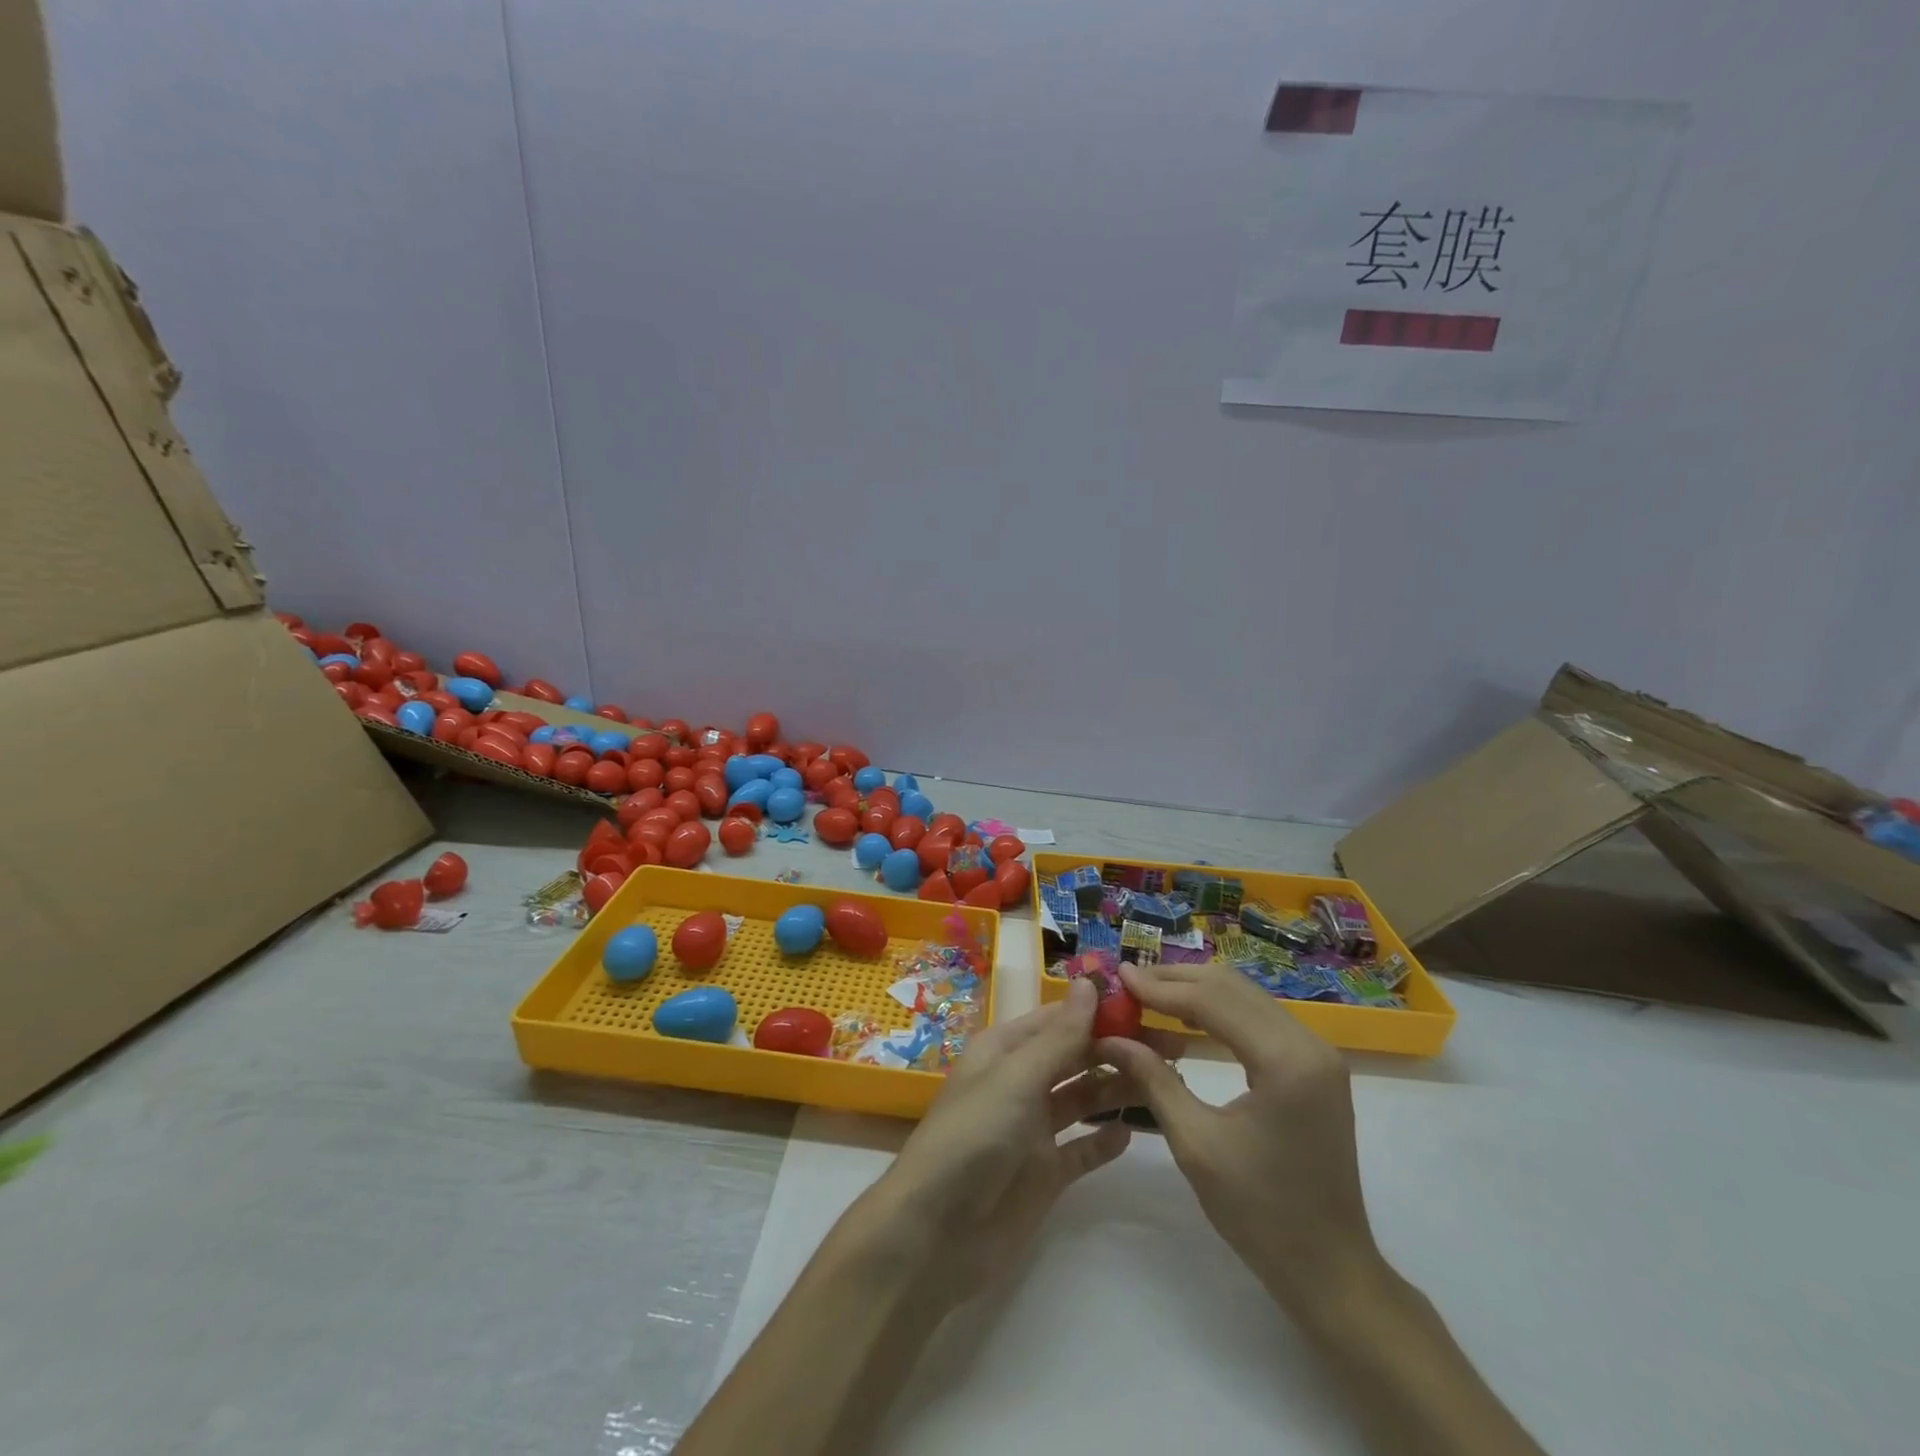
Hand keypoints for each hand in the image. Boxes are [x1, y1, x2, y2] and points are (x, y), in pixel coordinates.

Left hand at [863, 977, 1134, 1303]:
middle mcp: (1019, 1083)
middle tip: (1171, 1046)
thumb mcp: (1017, 1078)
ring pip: (1081, 1099)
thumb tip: (1089, 983)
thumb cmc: (974, 1136)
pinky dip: (1104, 1140)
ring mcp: (1032, 1130)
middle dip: (1115, 1049)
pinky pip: (1081, 1149)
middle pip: (1073, 1057)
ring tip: (1164, 1080)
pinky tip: (1134, 1132)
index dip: (1097, 1011)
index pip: (1057, 1019)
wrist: (938, 1232)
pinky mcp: (1044, 1174)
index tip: (1145, 1005)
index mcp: (1004, 1051)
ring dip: (1115, 1088)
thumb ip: (1059, 1037)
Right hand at [1096, 963, 1382, 1318]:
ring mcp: (1318, 1053)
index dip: (1160, 987)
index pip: (1212, 1001)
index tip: (1118, 974)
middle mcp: (1309, 1044)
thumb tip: (1109, 1037)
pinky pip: (1260, 1017)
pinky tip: (1187, 1019)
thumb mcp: (1195, 1144)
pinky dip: (1220, 1010)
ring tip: (1149, 995)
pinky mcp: (1315, 1065)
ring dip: (1197, 991)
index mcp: (1286, 1062)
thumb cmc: (1260, 1214)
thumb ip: (1152, 1079)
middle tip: (1129, 981)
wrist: (1330, 1270)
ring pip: (1247, 996)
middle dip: (1176, 980)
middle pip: (1232, 987)